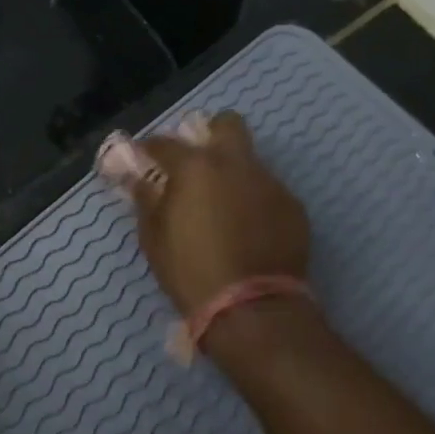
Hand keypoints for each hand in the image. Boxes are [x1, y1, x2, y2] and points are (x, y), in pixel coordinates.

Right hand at [111, 111, 310, 314]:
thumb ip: (146, 199)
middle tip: (197, 165)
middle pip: (227, 124)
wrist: (252, 309)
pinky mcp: (294, 208)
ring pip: (250, 162)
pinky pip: (268, 192)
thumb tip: (140, 179)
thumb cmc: (191, 271)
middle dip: (210, 135)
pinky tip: (247, 230)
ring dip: (233, 174)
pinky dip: (254, 201)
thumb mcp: (153, 238)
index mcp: (197, 167)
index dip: (149, 149)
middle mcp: (237, 164)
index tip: (143, 159)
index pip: (165, 142)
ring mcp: (270, 183)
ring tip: (223, 208)